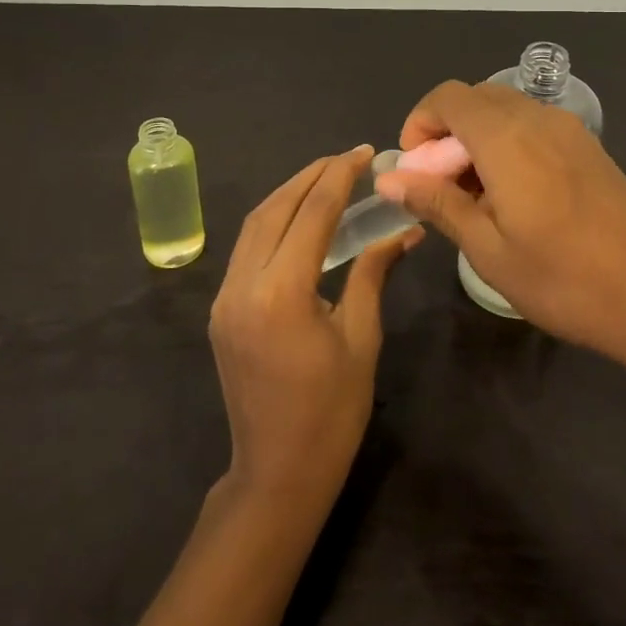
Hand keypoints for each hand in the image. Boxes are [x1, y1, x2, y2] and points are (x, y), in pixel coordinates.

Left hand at [210, 145, 420, 510]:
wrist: (276, 473)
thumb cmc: (331, 413)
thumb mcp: (361, 338)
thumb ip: (372, 273)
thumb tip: (404, 230)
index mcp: (281, 292)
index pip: (312, 213)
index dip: (340, 176)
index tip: (364, 152)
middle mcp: (243, 284)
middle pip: (276, 208)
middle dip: (312, 176)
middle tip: (347, 158)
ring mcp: (225, 296)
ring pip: (254, 224)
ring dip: (290, 193)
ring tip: (327, 177)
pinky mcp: (221, 308)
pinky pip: (247, 247)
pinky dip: (274, 220)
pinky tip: (300, 217)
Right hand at [375, 82, 625, 360]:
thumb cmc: (564, 279)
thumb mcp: (488, 249)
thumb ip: (438, 203)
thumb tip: (390, 177)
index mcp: (506, 136)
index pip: (447, 97)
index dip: (420, 124)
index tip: (415, 171)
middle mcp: (538, 118)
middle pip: (476, 99)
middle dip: (446, 133)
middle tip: (441, 188)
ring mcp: (569, 130)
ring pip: (506, 112)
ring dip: (478, 140)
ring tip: (476, 199)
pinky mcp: (589, 148)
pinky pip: (534, 127)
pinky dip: (509, 145)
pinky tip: (515, 198)